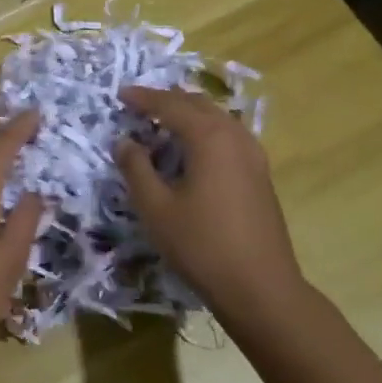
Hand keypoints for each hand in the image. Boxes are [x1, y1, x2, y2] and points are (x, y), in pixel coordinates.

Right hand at [115, 87, 304, 322]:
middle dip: (167, 100)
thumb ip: (136, 168)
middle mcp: (234, 136)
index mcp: (209, 137)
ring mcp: (253, 154)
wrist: (261, 287)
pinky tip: (195, 148)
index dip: (143, 98)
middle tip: (139, 104)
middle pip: (197, 104)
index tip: (120, 94)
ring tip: (164, 120)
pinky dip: (206, 130)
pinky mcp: (260, 174)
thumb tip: (124, 141)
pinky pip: (228, 135)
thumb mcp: (156, 208)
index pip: (170, 105)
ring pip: (217, 118)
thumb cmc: (202, 245)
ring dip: (189, 113)